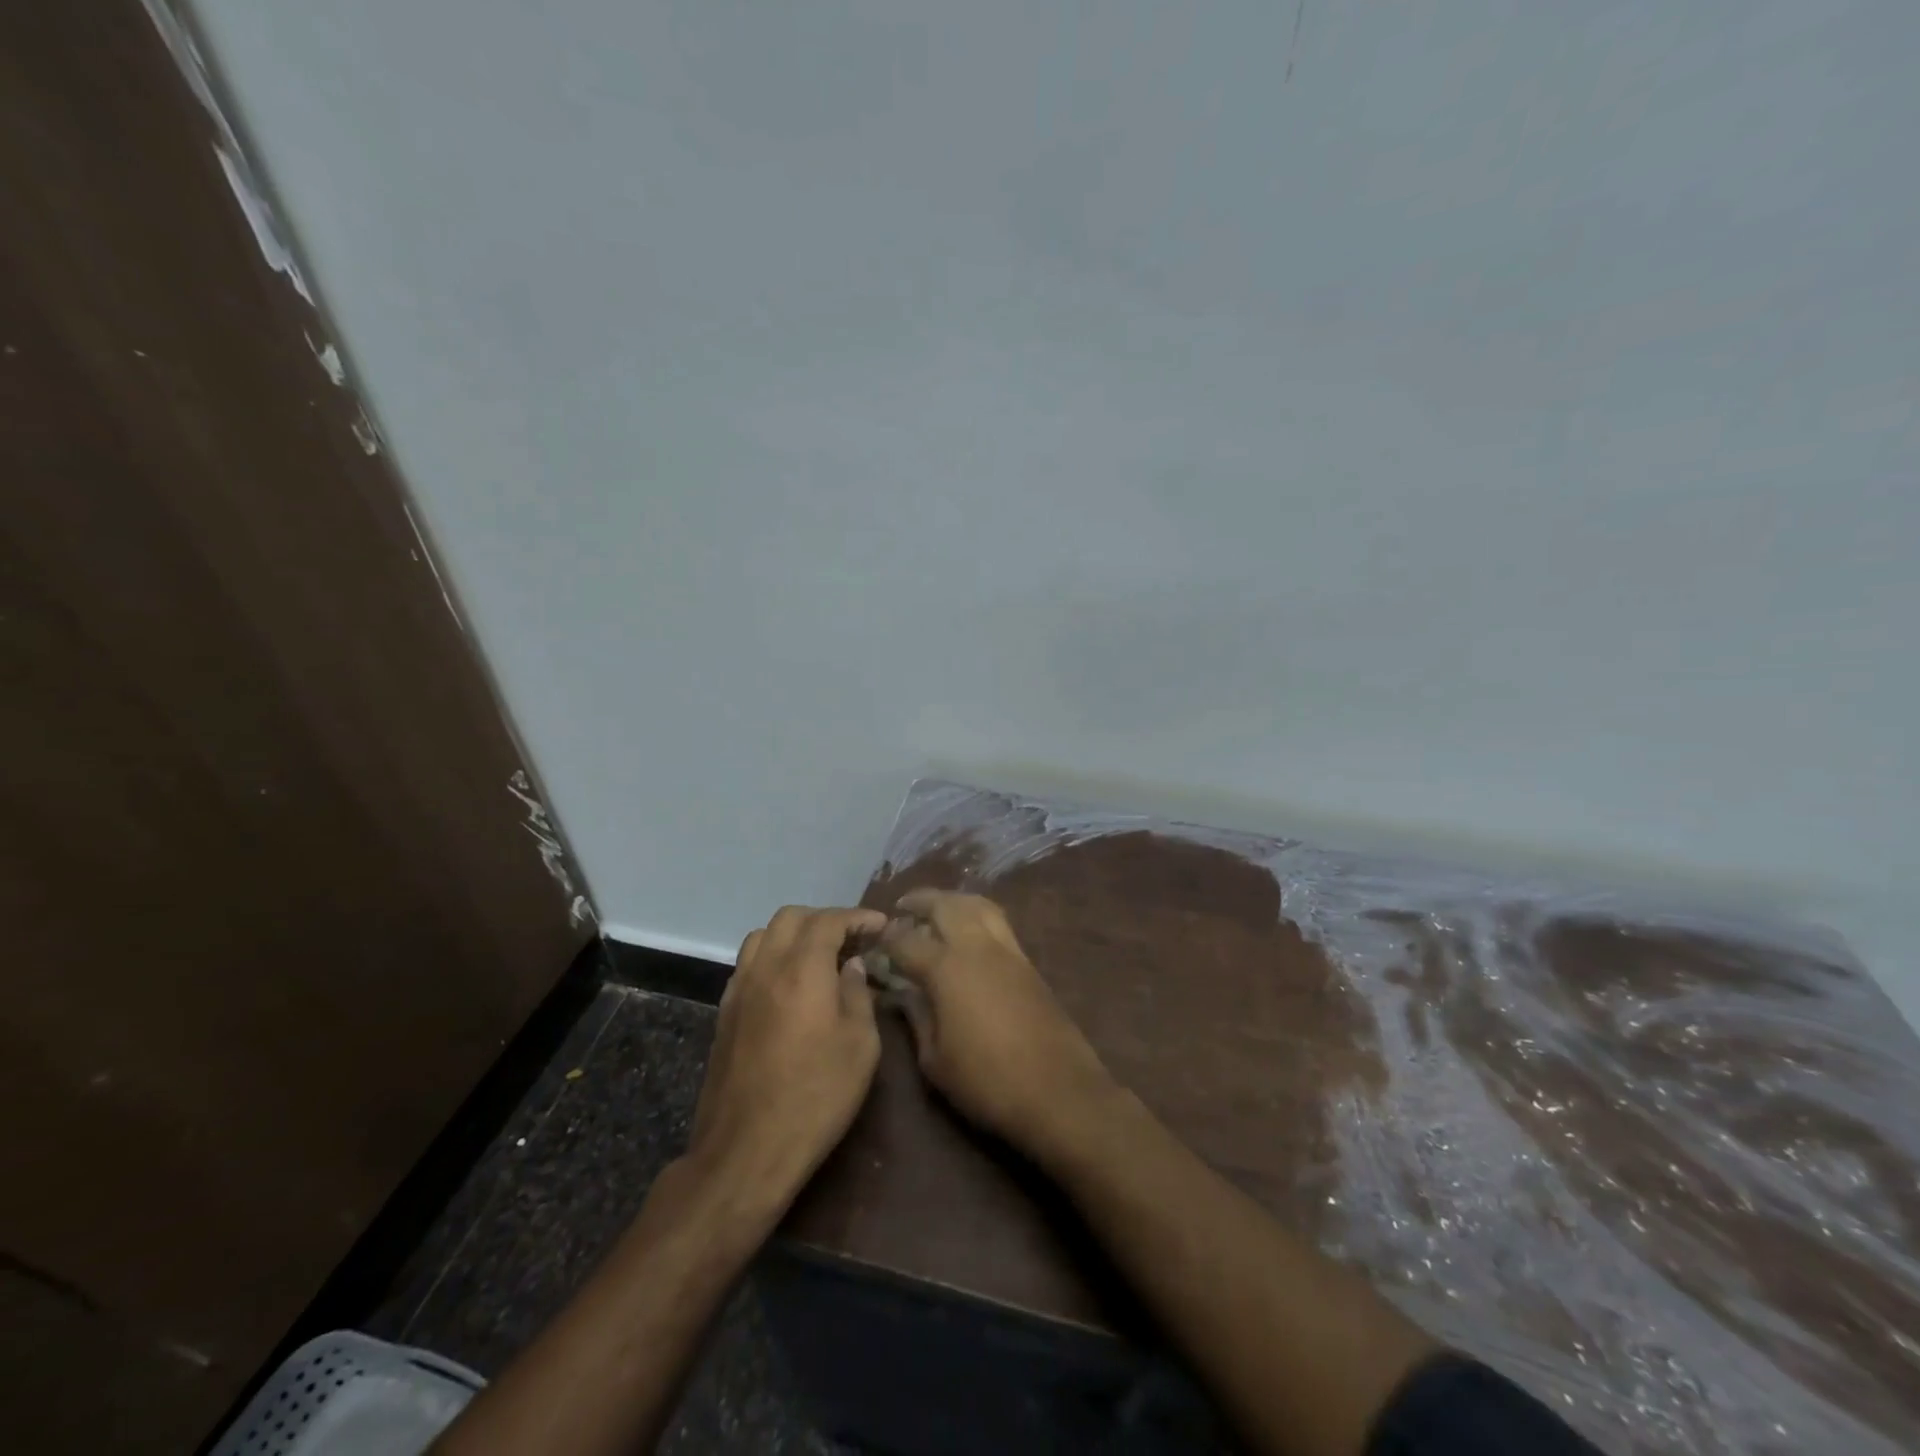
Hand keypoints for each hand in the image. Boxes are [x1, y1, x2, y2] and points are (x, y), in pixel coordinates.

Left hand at [687, 905, 885, 1205]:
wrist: (746, 1151)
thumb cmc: (816, 1097)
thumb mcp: (860, 1046)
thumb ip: (858, 994)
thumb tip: (851, 966)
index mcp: (802, 969)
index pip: (829, 920)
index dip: (857, 917)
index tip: (880, 926)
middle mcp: (765, 968)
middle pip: (791, 917)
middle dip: (824, 919)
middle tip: (852, 939)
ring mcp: (738, 989)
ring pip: (763, 936)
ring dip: (794, 934)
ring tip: (820, 956)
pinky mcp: (724, 1013)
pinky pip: (748, 964)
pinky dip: (772, 957)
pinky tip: (790, 984)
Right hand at [868, 890, 1115, 1154]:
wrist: (1058, 1091)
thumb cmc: (987, 1081)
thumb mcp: (935, 1060)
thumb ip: (916, 1017)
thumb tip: (902, 991)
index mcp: (946, 967)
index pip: (906, 940)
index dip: (886, 938)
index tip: (874, 940)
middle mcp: (976, 946)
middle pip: (946, 905)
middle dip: (921, 901)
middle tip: (903, 907)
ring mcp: (1007, 950)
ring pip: (978, 904)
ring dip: (953, 901)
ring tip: (937, 911)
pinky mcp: (1028, 962)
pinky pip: (997, 922)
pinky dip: (976, 915)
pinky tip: (968, 934)